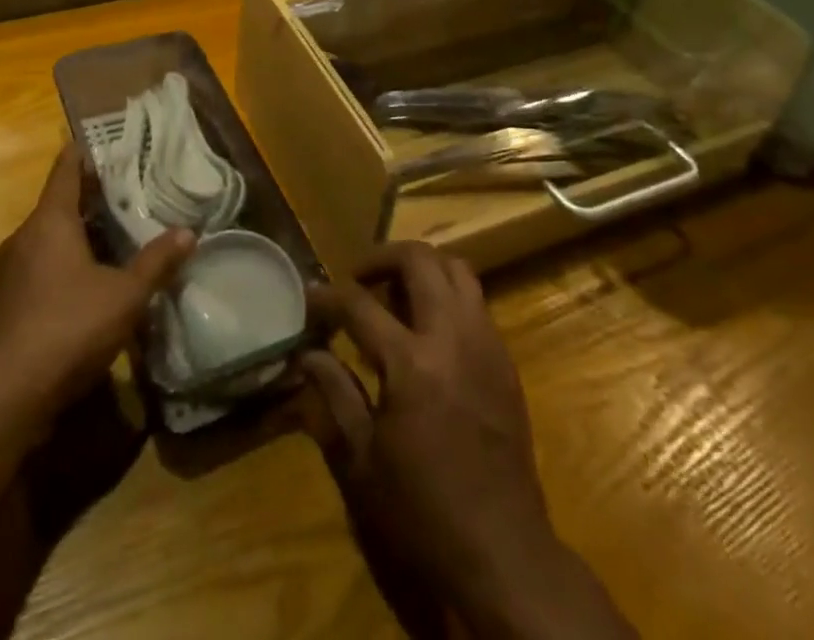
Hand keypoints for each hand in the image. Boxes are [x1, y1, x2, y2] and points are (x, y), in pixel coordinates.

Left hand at [0, 144, 192, 418]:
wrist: (2, 397)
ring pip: (52, 238)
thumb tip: (189, 232)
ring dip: (82, 233)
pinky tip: (96, 281)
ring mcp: (12, 273)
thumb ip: (156, 262)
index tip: (105, 140)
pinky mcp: (9, 304)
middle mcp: (26, 238)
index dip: (85, 151)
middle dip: (93, 197)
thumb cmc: (67, 327)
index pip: (66, 169)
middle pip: (60, 204)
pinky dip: (69, 262)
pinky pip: (44, 267)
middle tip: (131, 189)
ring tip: (120, 233)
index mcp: (50, 221)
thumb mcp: (124, 295)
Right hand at [298, 243, 633, 639]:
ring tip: (395, 293)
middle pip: (419, 260)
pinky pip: (475, 301)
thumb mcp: (362, 463)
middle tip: (357, 279)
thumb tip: (307, 353)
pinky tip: (429, 330)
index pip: (358, 305)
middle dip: (381, 258)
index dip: (326, 297)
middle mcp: (452, 337)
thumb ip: (333, 395)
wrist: (504, 556)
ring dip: (422, 268)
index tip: (308, 300)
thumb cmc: (422, 514)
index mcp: (410, 363)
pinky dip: (447, 295)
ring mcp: (485, 344)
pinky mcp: (505, 361)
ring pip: (456, 269)